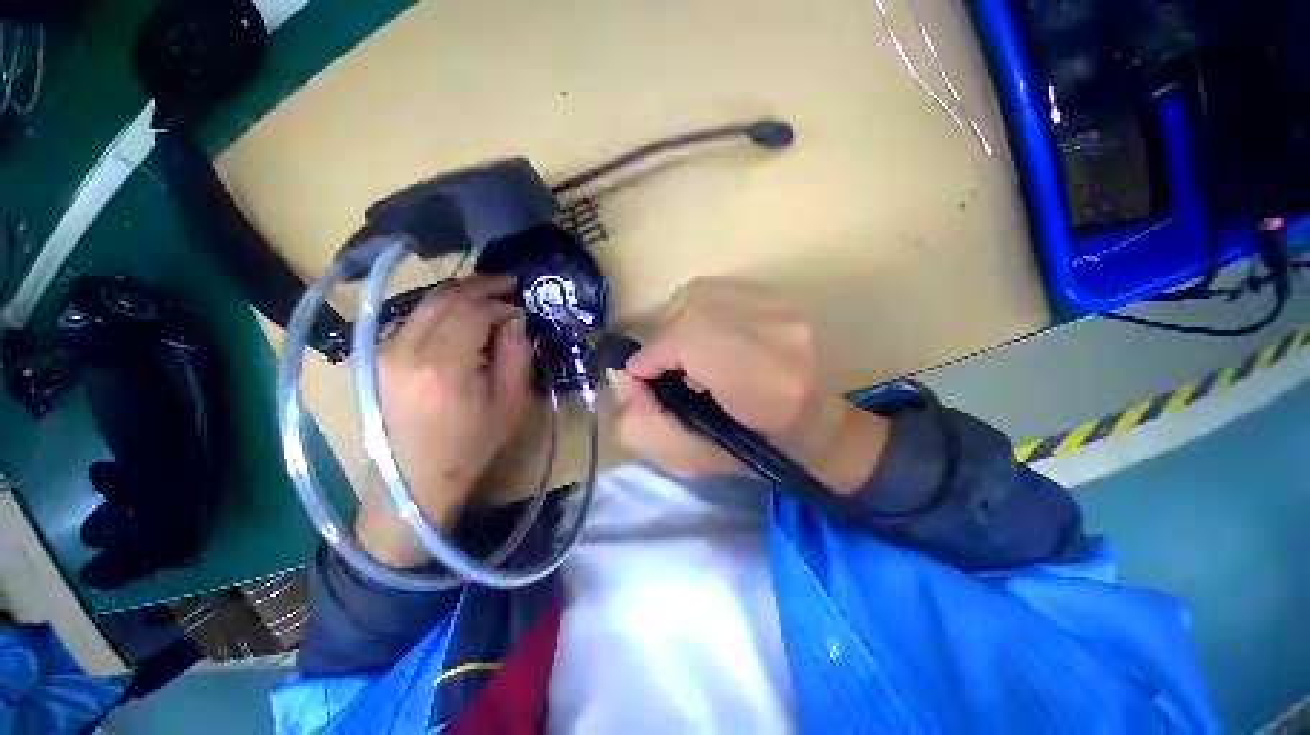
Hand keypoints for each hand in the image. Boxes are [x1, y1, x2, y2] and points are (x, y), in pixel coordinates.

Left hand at [355, 274, 531, 567]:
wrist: (414, 480)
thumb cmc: (471, 445)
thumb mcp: (509, 404)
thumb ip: (516, 356)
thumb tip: (514, 320)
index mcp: (445, 367)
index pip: (474, 312)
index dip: (500, 303)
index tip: (520, 307)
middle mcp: (408, 350)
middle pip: (445, 298)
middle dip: (479, 285)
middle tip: (506, 282)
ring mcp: (387, 351)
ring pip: (426, 302)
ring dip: (459, 292)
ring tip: (486, 293)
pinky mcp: (379, 357)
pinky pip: (414, 318)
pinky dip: (440, 308)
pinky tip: (460, 314)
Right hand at [613, 277, 888, 492]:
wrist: (814, 424)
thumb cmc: (755, 448)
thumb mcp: (692, 454)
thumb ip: (647, 423)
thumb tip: (623, 378)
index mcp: (761, 384)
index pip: (686, 344)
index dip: (653, 359)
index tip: (641, 377)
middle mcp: (776, 334)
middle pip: (689, 310)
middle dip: (663, 338)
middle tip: (663, 365)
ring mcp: (782, 309)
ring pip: (700, 294)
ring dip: (678, 321)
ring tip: (683, 348)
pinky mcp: (781, 298)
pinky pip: (719, 289)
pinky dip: (699, 308)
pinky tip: (705, 332)